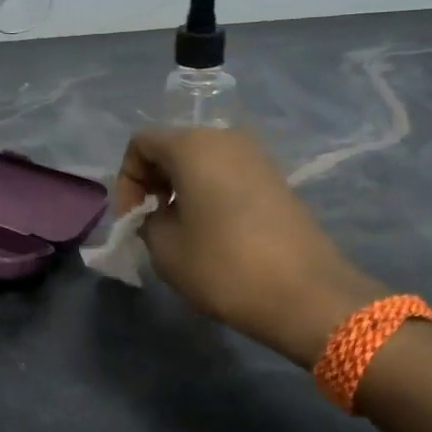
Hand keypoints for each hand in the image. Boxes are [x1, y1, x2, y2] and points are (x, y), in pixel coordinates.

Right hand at [114, 127, 384, 366]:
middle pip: (174, 147)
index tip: (131, 220)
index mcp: (193, 145)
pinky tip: (212, 232)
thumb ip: (148, 221)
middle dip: (154, 182)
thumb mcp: (165, 249)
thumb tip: (156, 214)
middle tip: (150, 224)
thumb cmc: (224, 266)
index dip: (126, 180)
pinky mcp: (276, 180)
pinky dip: (210, 194)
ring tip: (180, 231)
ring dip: (182, 189)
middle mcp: (226, 138)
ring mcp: (257, 157)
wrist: (305, 293)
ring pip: (203, 161)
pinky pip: (228, 175)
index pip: (141, 143)